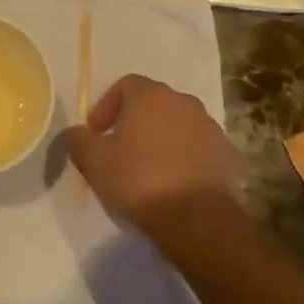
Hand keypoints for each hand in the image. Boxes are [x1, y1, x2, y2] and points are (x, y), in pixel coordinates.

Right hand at [64, 74, 243, 237]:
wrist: (196, 219)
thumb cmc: (139, 179)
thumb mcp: (93, 160)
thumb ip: (78, 139)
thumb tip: (75, 133)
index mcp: (151, 95)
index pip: (125, 85)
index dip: (106, 106)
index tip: (96, 133)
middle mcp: (184, 102)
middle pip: (153, 104)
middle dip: (135, 122)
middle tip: (119, 150)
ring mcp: (210, 128)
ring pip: (178, 126)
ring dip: (162, 140)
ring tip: (148, 169)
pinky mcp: (228, 155)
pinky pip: (199, 150)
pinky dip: (185, 159)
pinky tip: (175, 183)